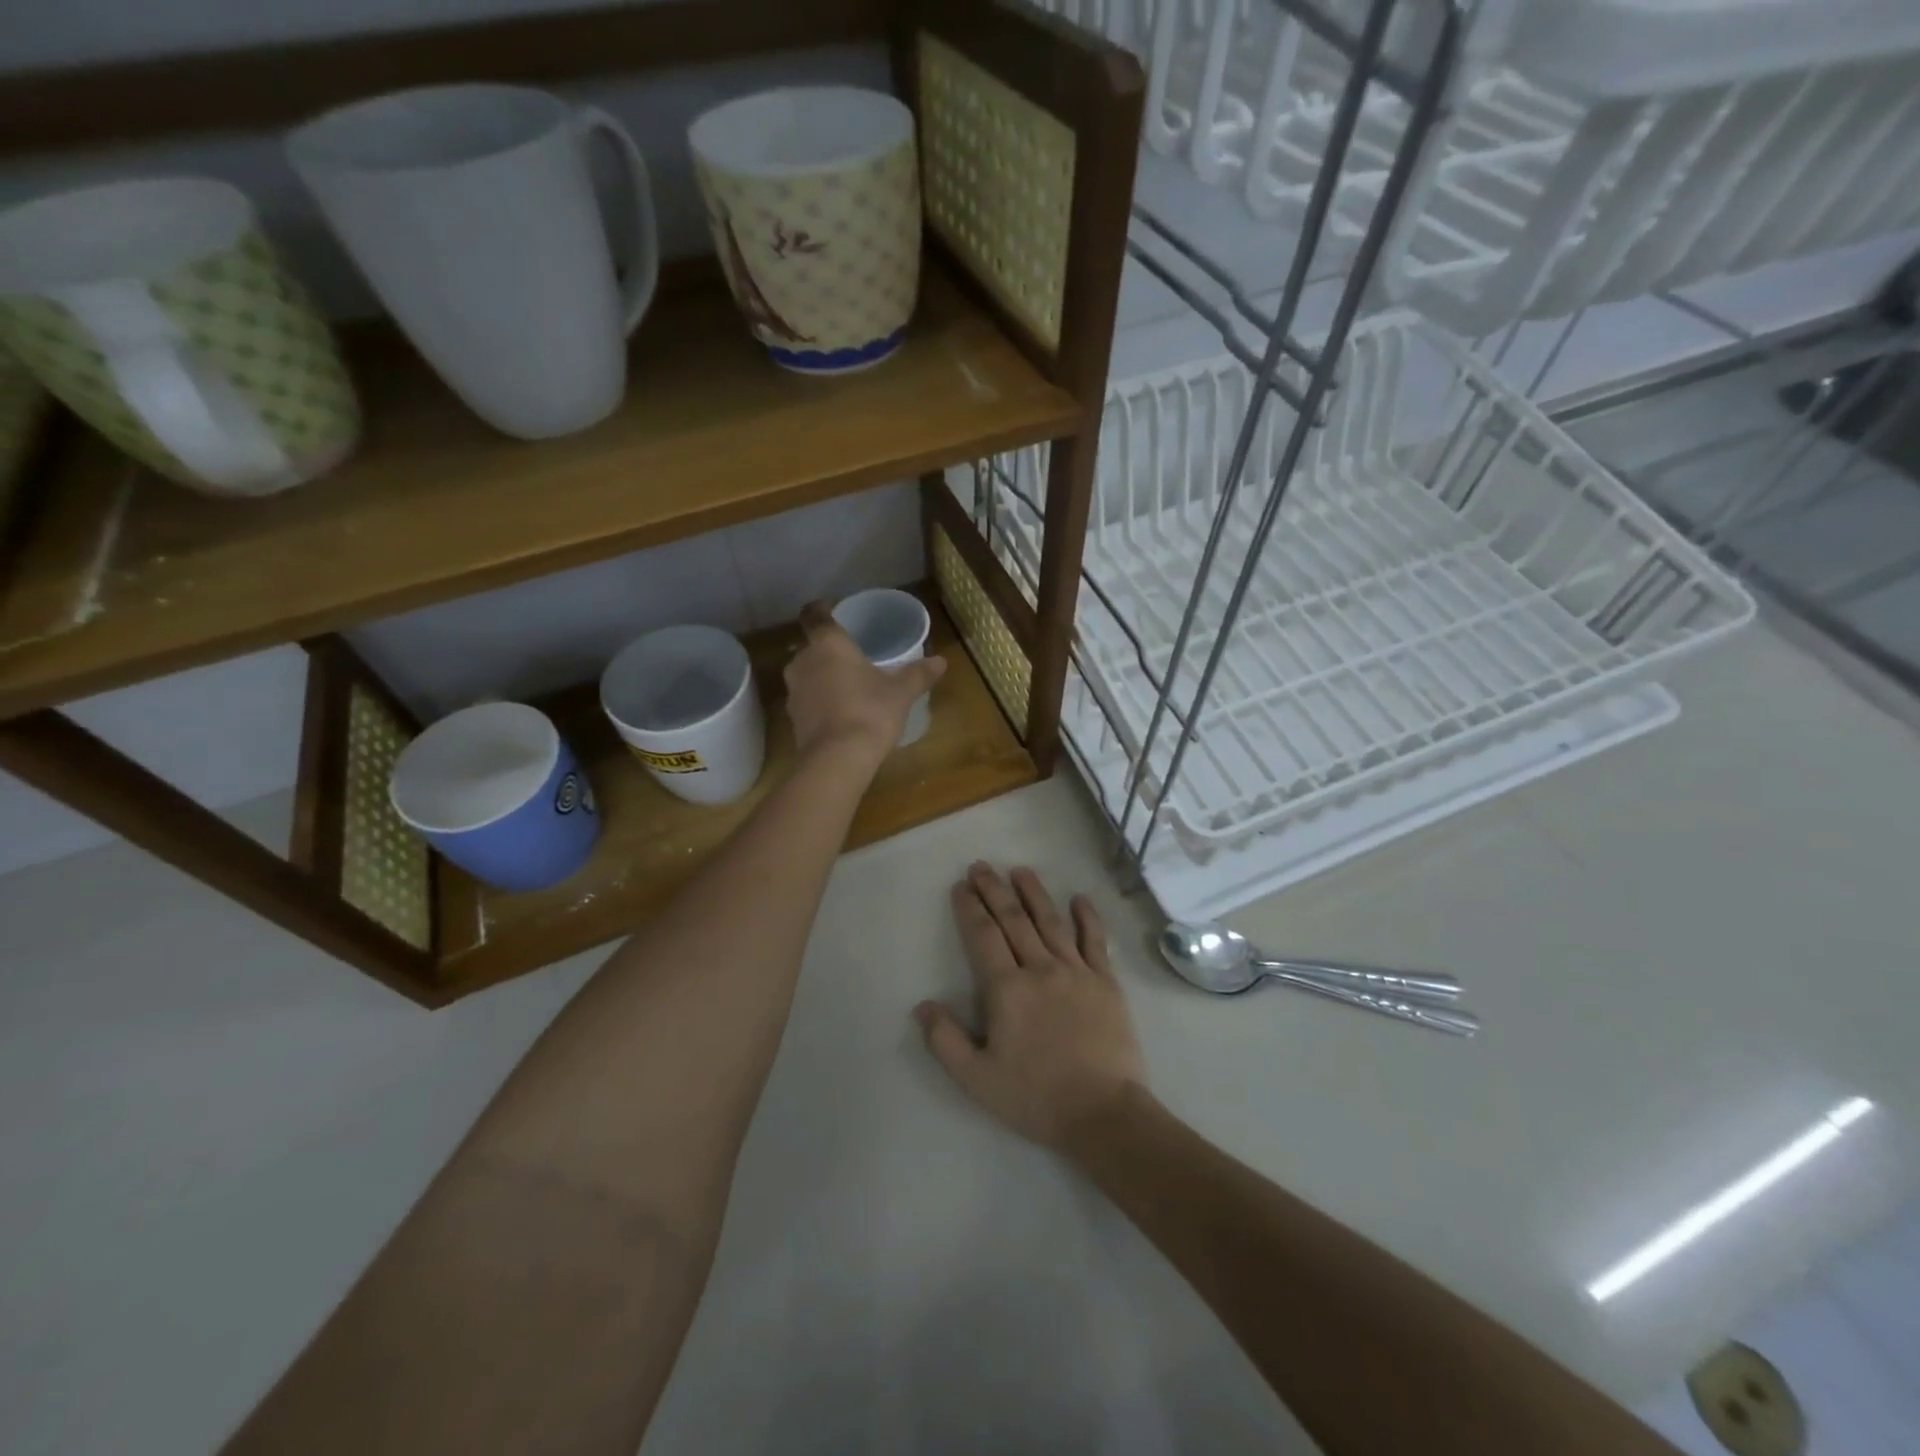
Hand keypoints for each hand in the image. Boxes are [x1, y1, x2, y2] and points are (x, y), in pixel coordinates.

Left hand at [785, 600, 945, 764]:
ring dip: (822, 677)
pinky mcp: (792, 718)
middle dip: (828, 650)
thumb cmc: (870, 712)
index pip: (815, 614)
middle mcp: (803, 661)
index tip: (833, 609)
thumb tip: (941, 661)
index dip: (822, 609)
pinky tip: (838, 712)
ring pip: (807, 674)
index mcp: (828, 644)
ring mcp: (794, 691)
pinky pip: (807, 700)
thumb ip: (918, 674)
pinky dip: (819, 701)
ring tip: (847, 686)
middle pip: (811, 647)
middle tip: (852, 656)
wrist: (837, 759)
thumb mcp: (901, 693)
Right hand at [915, 864, 1147, 1150]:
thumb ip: (946, 1040)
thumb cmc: (1036, 1097)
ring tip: (1020, 870)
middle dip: (994, 890)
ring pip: (1051, 921)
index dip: (970, 908)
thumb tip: (923, 1006)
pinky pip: (1095, 941)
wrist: (1103, 1113)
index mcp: (1007, 989)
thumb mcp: (978, 1078)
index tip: (961, 886)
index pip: (983, 936)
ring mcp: (1077, 971)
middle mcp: (1041, 968)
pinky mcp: (1106, 982)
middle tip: (981, 866)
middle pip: (1014, 919)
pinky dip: (1088, 917)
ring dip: (1034, 893)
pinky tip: (1080, 898)